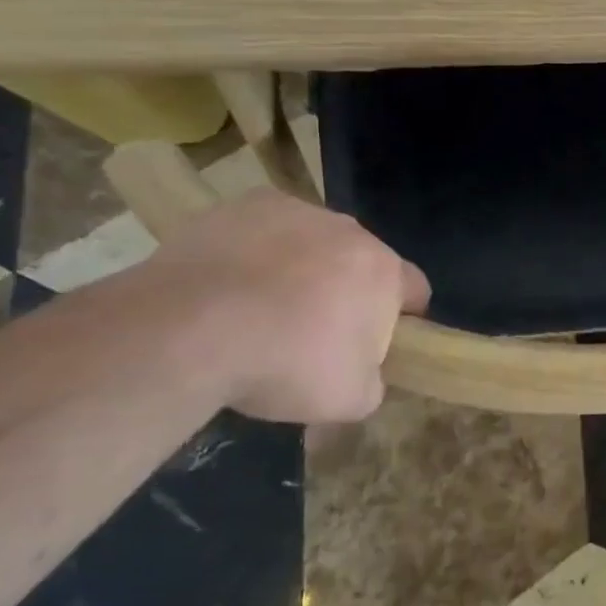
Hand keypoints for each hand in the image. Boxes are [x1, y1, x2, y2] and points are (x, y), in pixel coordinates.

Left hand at [143, 188, 429, 421]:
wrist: (190, 330)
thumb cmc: (285, 365)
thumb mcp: (350, 401)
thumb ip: (373, 382)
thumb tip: (365, 374)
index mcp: (384, 272)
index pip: (415, 289)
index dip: (403, 317)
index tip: (374, 344)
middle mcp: (350, 231)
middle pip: (361, 262)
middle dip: (346, 291)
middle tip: (312, 332)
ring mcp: (297, 211)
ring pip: (313, 242)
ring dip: (302, 268)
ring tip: (261, 308)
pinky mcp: (247, 204)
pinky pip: (266, 229)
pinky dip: (257, 251)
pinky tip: (231, 283)